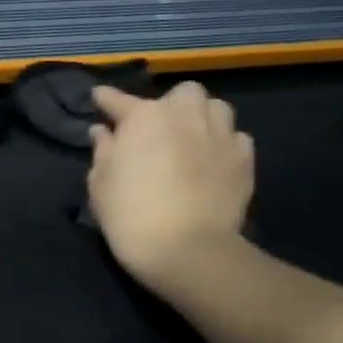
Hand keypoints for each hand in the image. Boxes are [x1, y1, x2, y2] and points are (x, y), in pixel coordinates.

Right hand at [87, 82, 254, 292]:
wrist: (186, 249)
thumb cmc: (130, 214)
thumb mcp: (100, 183)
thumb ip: (102, 150)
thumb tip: (103, 131)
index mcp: (144, 117)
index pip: (119, 100)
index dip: (106, 99)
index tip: (99, 98)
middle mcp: (185, 115)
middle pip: (182, 93)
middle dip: (169, 104)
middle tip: (157, 128)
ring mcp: (219, 135)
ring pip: (216, 108)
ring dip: (202, 117)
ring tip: (191, 137)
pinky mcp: (244, 159)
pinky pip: (236, 137)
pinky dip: (223, 143)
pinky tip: (212, 159)